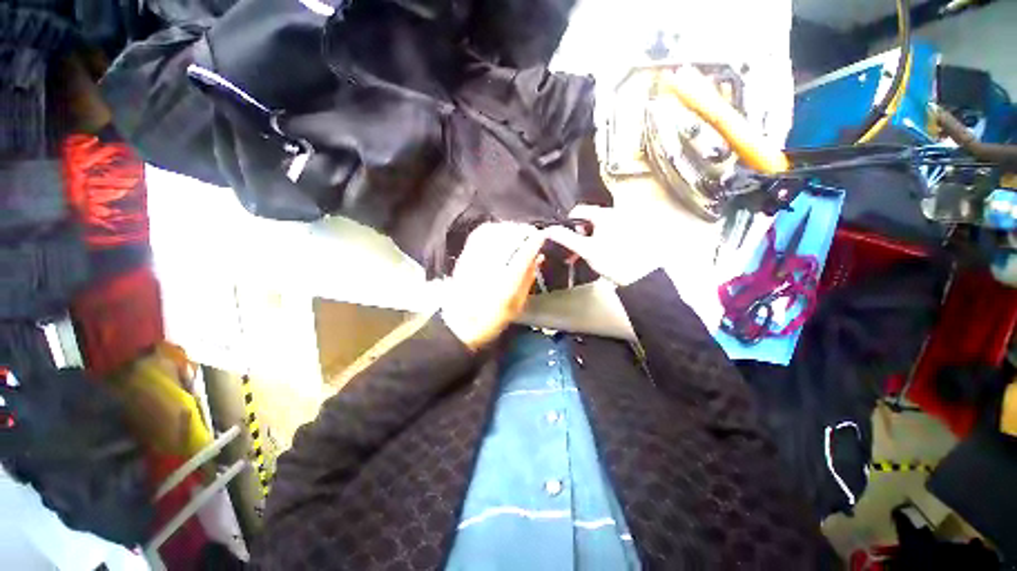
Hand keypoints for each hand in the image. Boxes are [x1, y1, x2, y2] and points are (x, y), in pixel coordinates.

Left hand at [441, 223, 545, 350]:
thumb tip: (538, 258)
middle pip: (510, 237)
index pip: (525, 252)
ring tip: (518, 232)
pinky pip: (481, 233)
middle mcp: (492, 266)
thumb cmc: (490, 319)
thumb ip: (527, 279)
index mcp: (507, 282)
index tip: (542, 237)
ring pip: (496, 231)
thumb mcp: (516, 305)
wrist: (458, 324)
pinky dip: (493, 228)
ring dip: (510, 228)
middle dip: (524, 231)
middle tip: (532, 234)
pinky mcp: (465, 255)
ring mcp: (476, 258)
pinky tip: (500, 232)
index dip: (536, 240)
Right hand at [544, 204, 660, 286]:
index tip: (568, 238)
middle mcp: (616, 213)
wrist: (642, 277)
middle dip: (580, 233)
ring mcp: (626, 222)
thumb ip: (566, 238)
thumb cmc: (613, 261)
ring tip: (589, 254)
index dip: (569, 223)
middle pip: (589, 218)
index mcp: (604, 214)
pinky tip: (602, 253)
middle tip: (577, 250)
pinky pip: (610, 231)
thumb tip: (548, 230)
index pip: (579, 210)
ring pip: (599, 226)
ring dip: (590, 238)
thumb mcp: (586, 250)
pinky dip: (602, 239)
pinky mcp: (632, 232)